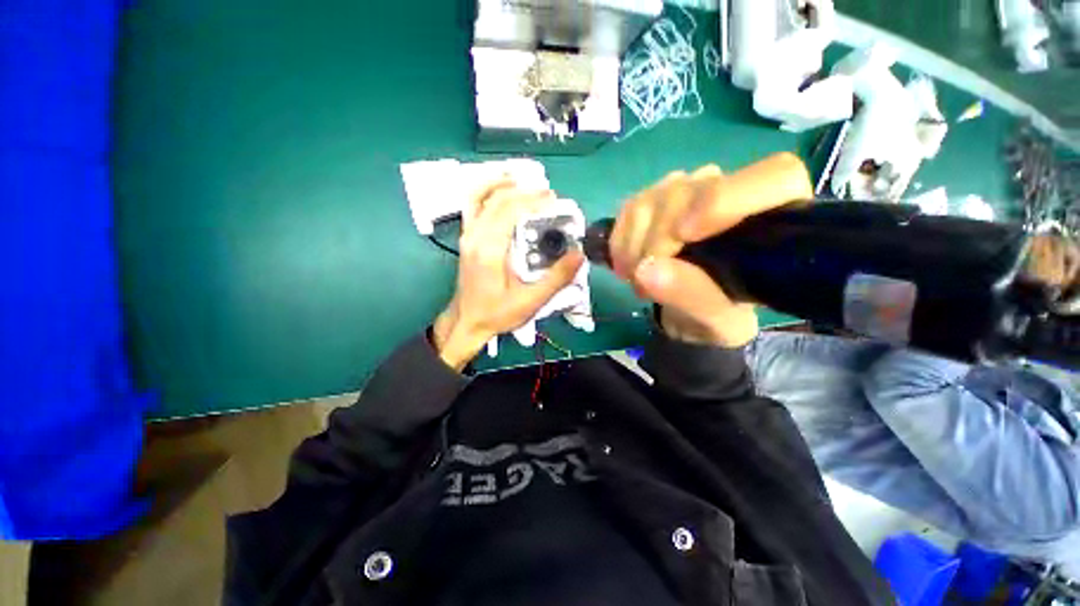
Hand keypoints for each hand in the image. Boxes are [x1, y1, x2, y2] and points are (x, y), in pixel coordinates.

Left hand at [433, 180, 584, 370]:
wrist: (467, 322)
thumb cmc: (497, 314)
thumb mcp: (530, 301)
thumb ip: (556, 278)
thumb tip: (579, 255)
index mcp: (489, 250)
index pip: (511, 211)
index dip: (534, 201)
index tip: (555, 202)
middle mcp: (475, 237)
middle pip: (498, 200)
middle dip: (526, 193)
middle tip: (549, 196)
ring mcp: (467, 235)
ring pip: (480, 196)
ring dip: (503, 184)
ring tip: (525, 182)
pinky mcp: (467, 238)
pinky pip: (473, 205)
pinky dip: (487, 191)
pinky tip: (501, 190)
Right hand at [609, 153, 811, 346]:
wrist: (686, 309)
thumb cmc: (715, 314)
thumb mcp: (714, 318)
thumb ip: (691, 294)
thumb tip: (646, 270)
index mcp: (775, 214)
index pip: (772, 177)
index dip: (724, 199)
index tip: (684, 237)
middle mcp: (733, 189)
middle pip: (691, 190)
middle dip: (659, 240)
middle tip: (644, 284)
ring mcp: (689, 190)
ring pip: (654, 198)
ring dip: (634, 246)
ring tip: (636, 281)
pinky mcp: (655, 200)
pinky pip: (629, 209)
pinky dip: (620, 242)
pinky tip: (626, 266)